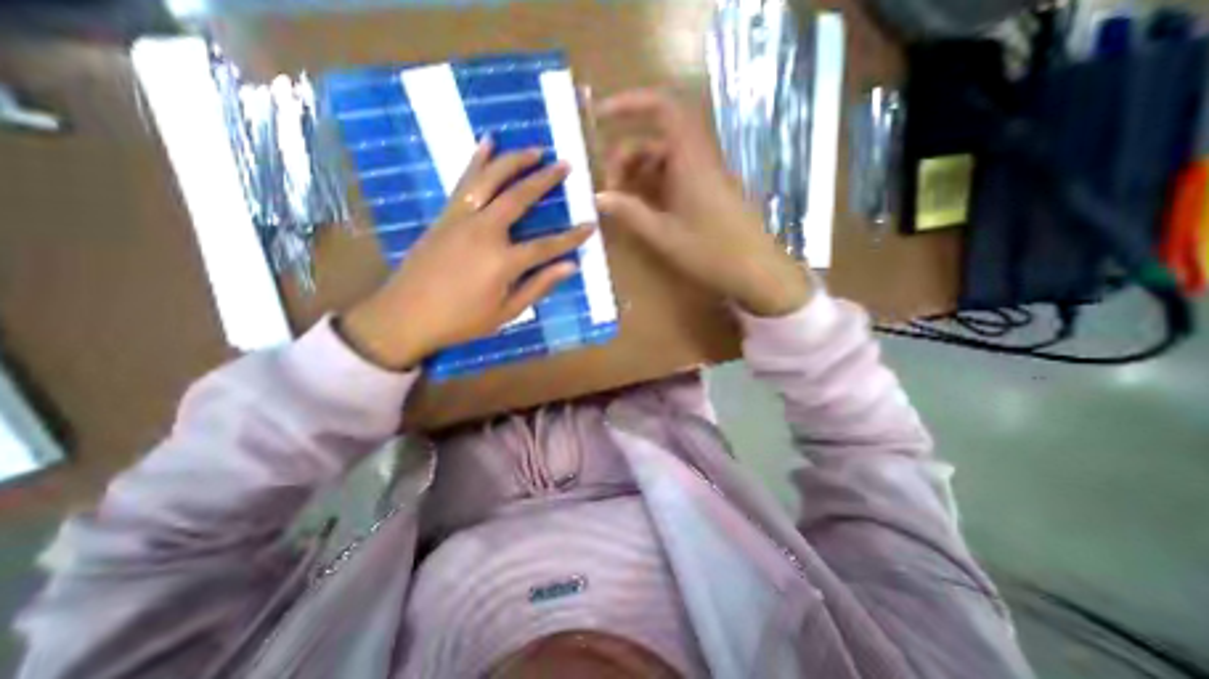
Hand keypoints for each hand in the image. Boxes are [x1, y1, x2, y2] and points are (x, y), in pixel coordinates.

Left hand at [343, 138, 594, 369]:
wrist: (405, 315)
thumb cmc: (461, 320)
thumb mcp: (506, 312)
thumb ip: (539, 286)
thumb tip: (570, 267)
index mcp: (503, 261)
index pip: (547, 245)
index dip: (571, 237)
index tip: (590, 225)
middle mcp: (484, 232)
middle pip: (520, 198)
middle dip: (545, 180)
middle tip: (564, 165)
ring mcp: (462, 219)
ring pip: (491, 180)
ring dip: (514, 161)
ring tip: (535, 149)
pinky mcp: (445, 215)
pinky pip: (464, 182)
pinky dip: (477, 160)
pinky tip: (487, 143)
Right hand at [593, 87, 811, 318]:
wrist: (756, 270)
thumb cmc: (711, 252)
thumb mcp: (664, 235)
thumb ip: (631, 214)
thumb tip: (599, 197)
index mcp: (690, 161)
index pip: (663, 109)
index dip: (631, 104)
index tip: (602, 115)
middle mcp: (698, 160)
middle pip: (657, 140)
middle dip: (627, 156)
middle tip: (610, 188)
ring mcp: (705, 176)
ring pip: (665, 159)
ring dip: (640, 173)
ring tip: (623, 202)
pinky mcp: (708, 191)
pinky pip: (677, 175)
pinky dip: (655, 185)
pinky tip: (645, 208)